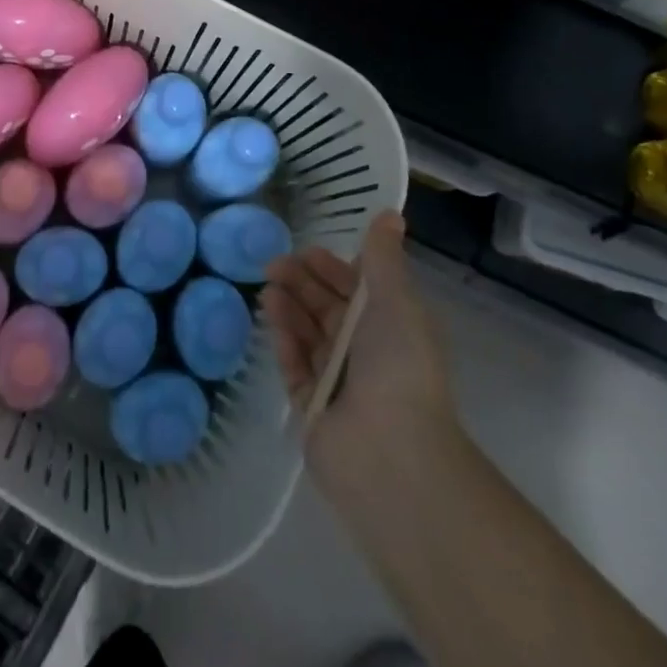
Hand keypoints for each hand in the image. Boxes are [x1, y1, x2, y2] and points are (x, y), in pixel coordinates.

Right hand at [264, 211, 457, 490]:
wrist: (390, 452)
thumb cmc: (398, 366)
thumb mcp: (396, 301)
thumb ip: (384, 258)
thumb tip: (391, 214)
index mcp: (391, 328)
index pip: (358, 289)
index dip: (332, 268)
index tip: (306, 251)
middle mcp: (365, 352)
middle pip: (327, 309)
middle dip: (302, 283)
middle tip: (273, 265)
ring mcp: (338, 381)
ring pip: (308, 334)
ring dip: (289, 308)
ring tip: (268, 288)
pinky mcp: (312, 406)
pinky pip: (295, 366)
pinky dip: (284, 343)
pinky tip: (272, 321)